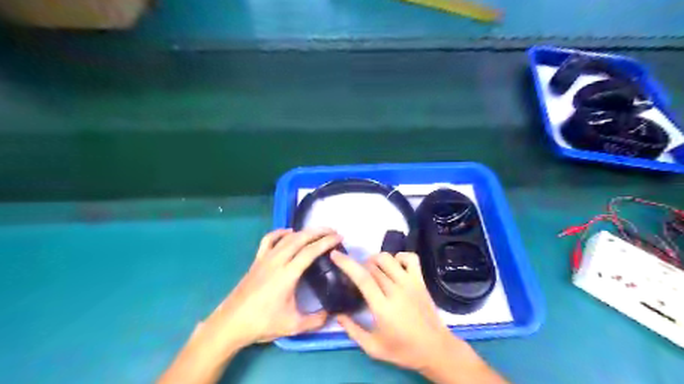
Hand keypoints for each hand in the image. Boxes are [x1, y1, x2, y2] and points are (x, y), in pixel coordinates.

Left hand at [203, 230, 341, 349]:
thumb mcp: (293, 326)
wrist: (231, 323)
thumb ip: (315, 320)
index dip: (326, 242)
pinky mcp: (257, 260)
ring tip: (316, 232)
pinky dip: (280, 232)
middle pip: (300, 238)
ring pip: (287, 237)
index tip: (339, 238)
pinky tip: (288, 232)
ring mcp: (265, 258)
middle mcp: (277, 261)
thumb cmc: (262, 323)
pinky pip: (269, 240)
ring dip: (304, 231)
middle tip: (333, 231)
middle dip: (319, 231)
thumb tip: (331, 315)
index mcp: (288, 274)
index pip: (310, 251)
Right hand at [333, 252, 506, 383]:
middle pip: (373, 266)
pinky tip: (394, 266)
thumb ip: (352, 331)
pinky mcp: (420, 280)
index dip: (347, 263)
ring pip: (388, 258)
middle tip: (356, 275)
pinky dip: (399, 256)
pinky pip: (410, 258)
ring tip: (372, 269)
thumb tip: (337, 314)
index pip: (362, 278)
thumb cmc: (403, 349)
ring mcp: (410, 283)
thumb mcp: (373, 348)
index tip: (335, 254)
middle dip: (360, 265)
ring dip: (375, 259)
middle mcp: (396, 290)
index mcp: (383, 307)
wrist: (436, 349)